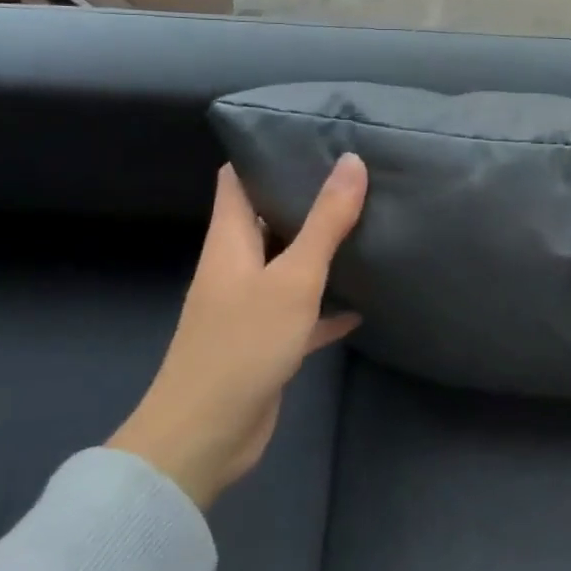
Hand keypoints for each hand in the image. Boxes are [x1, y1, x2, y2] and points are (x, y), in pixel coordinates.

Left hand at [108, 154, 366, 506]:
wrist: (205, 437)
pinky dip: (327, 305)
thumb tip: (352, 161)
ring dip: (319, 249)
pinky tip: (363, 303)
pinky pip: (301, 312)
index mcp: (229, 241)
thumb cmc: (243, 344)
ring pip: (287, 263)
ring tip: (365, 223)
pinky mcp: (266, 341)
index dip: (265, 152)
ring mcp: (249, 306)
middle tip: (355, 174)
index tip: (309, 134)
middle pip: (267, 217)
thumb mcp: (293, 277)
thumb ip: (325, 221)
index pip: (237, 179)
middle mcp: (235, 266)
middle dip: (305, 196)